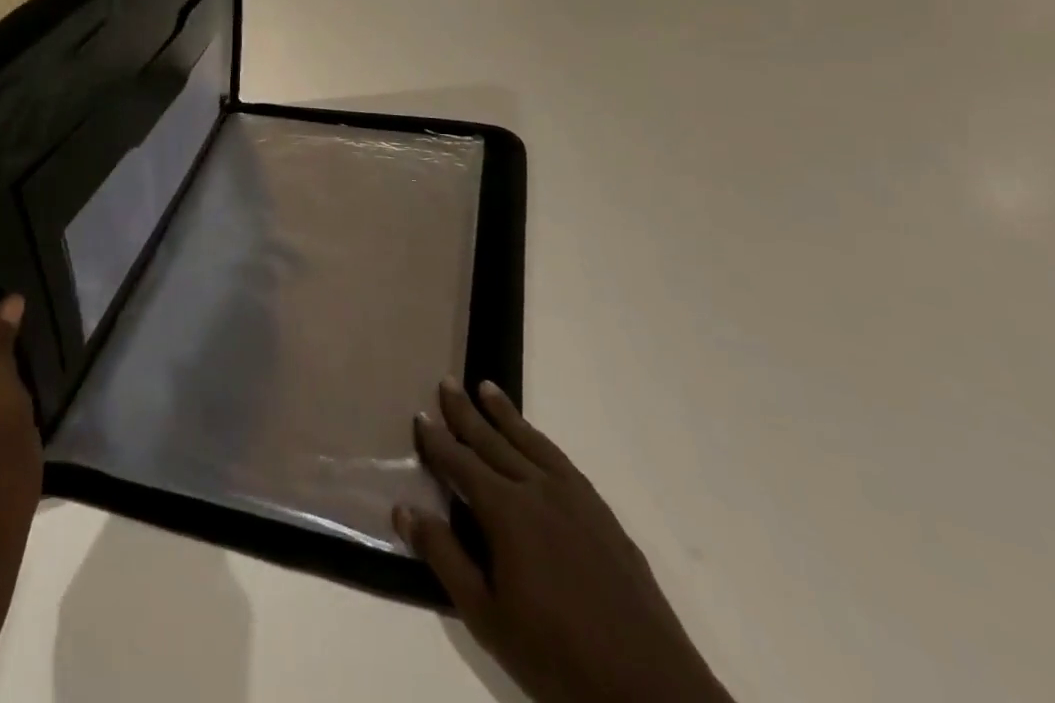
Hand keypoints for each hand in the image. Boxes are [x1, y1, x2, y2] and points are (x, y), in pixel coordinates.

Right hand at [396, 380, 732, 702]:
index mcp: (507, 511)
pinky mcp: (603, 515)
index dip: (437, 441)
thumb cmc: (557, 657)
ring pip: (531, 442)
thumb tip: (403, 508)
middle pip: (494, 441)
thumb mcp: (486, 616)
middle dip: (466, 412)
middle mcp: (538, 489)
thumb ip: (444, 556)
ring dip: (506, 414)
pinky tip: (536, 441)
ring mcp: (576, 498)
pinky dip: (541, 441)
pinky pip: (562, 461)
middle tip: (448, 381)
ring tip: (487, 388)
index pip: (461, 463)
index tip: (419, 416)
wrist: (650, 690)